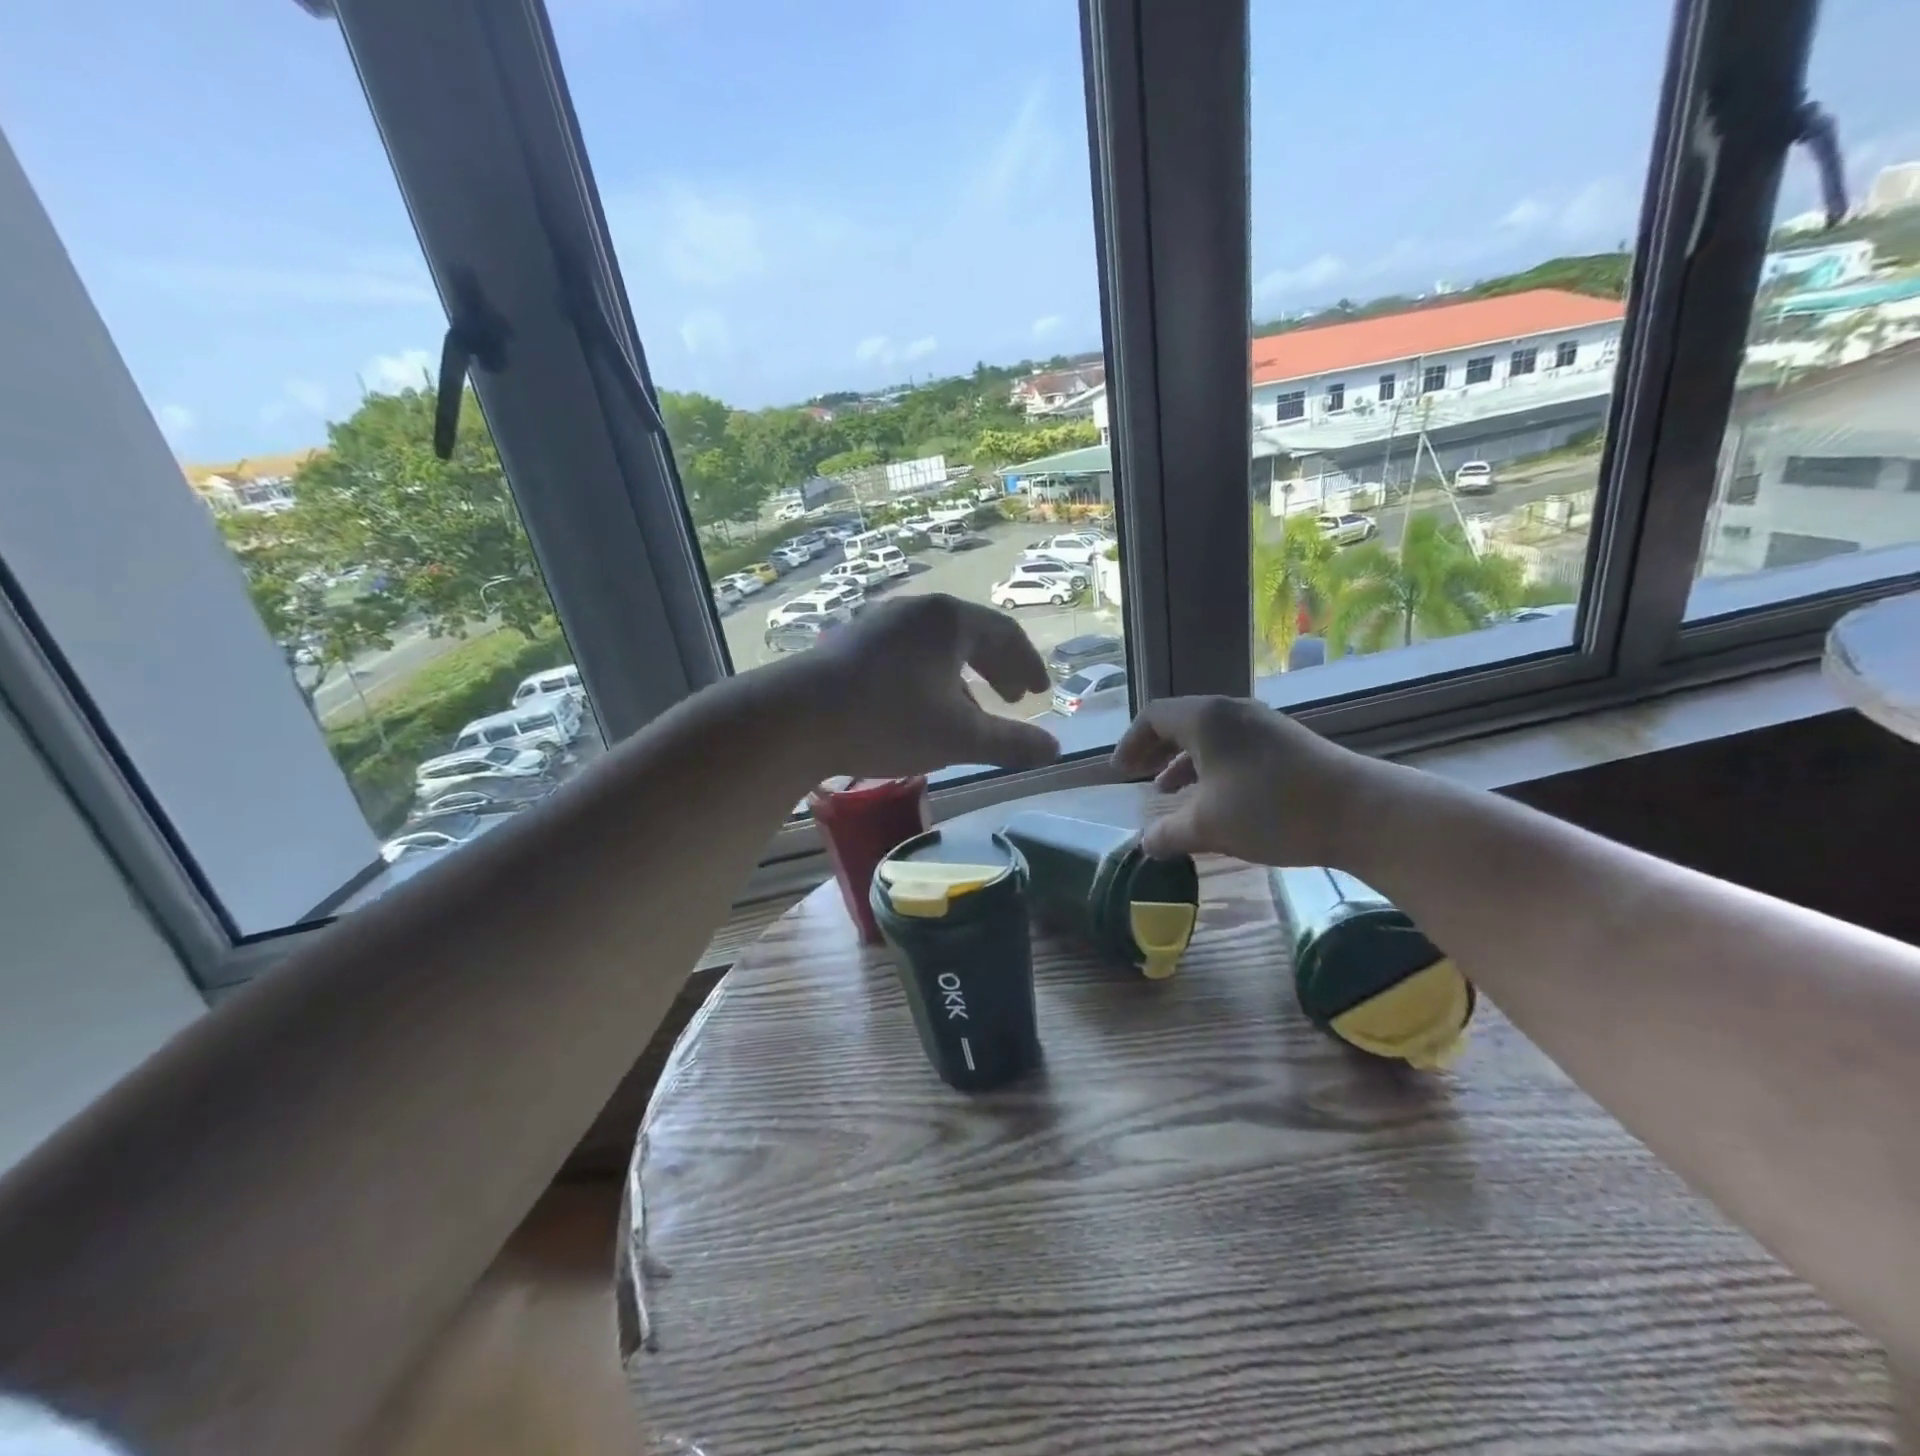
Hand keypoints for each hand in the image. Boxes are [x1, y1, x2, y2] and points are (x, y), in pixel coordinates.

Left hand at [799, 594, 1060, 777]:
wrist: (793, 719)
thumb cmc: (887, 720)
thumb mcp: (958, 736)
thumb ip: (1011, 742)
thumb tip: (1055, 749)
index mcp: (948, 619)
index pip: (1005, 634)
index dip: (1028, 665)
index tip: (1039, 693)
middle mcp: (914, 610)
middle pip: (970, 635)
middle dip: (996, 670)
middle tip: (1011, 701)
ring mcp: (877, 623)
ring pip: (935, 647)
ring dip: (962, 678)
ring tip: (969, 712)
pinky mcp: (849, 644)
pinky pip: (906, 655)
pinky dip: (928, 679)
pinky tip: (920, 711)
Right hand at [1111, 696, 1376, 865]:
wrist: (1361, 812)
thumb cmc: (1271, 809)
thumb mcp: (1209, 827)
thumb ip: (1168, 835)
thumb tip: (1145, 845)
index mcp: (1206, 719)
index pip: (1154, 716)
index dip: (1131, 742)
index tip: (1120, 772)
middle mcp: (1232, 712)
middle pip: (1180, 721)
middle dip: (1154, 750)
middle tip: (1137, 776)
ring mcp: (1263, 725)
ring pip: (1209, 735)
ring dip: (1183, 760)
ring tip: (1169, 791)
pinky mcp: (1287, 743)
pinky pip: (1234, 745)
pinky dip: (1212, 766)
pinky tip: (1215, 798)